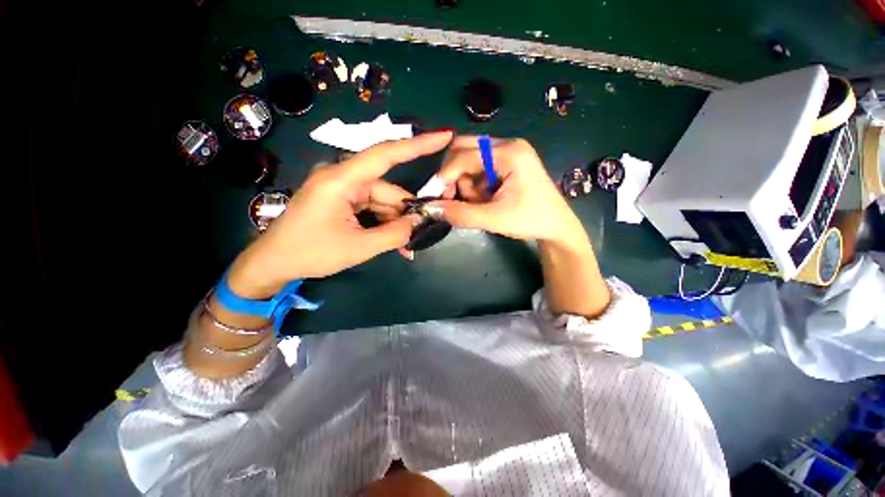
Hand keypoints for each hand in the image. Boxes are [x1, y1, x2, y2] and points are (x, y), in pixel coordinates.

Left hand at [228, 131, 453, 297]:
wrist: (273, 264)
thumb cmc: (310, 253)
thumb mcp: (358, 247)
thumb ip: (394, 234)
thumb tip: (420, 223)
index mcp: (341, 179)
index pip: (385, 154)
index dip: (417, 145)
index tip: (443, 136)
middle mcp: (343, 177)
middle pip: (388, 189)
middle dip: (405, 212)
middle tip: (420, 234)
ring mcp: (342, 189)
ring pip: (382, 202)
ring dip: (395, 223)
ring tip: (405, 247)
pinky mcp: (342, 201)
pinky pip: (372, 209)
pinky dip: (384, 224)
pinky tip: (393, 243)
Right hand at [431, 137, 587, 249]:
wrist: (556, 227)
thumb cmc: (530, 220)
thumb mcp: (493, 219)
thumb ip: (460, 213)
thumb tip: (431, 208)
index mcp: (510, 153)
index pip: (465, 155)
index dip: (446, 174)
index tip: (434, 195)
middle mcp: (508, 145)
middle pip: (465, 149)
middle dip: (455, 175)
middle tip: (454, 197)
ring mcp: (509, 152)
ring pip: (470, 159)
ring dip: (467, 182)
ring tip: (480, 203)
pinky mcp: (507, 163)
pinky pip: (479, 167)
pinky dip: (475, 184)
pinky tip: (486, 199)